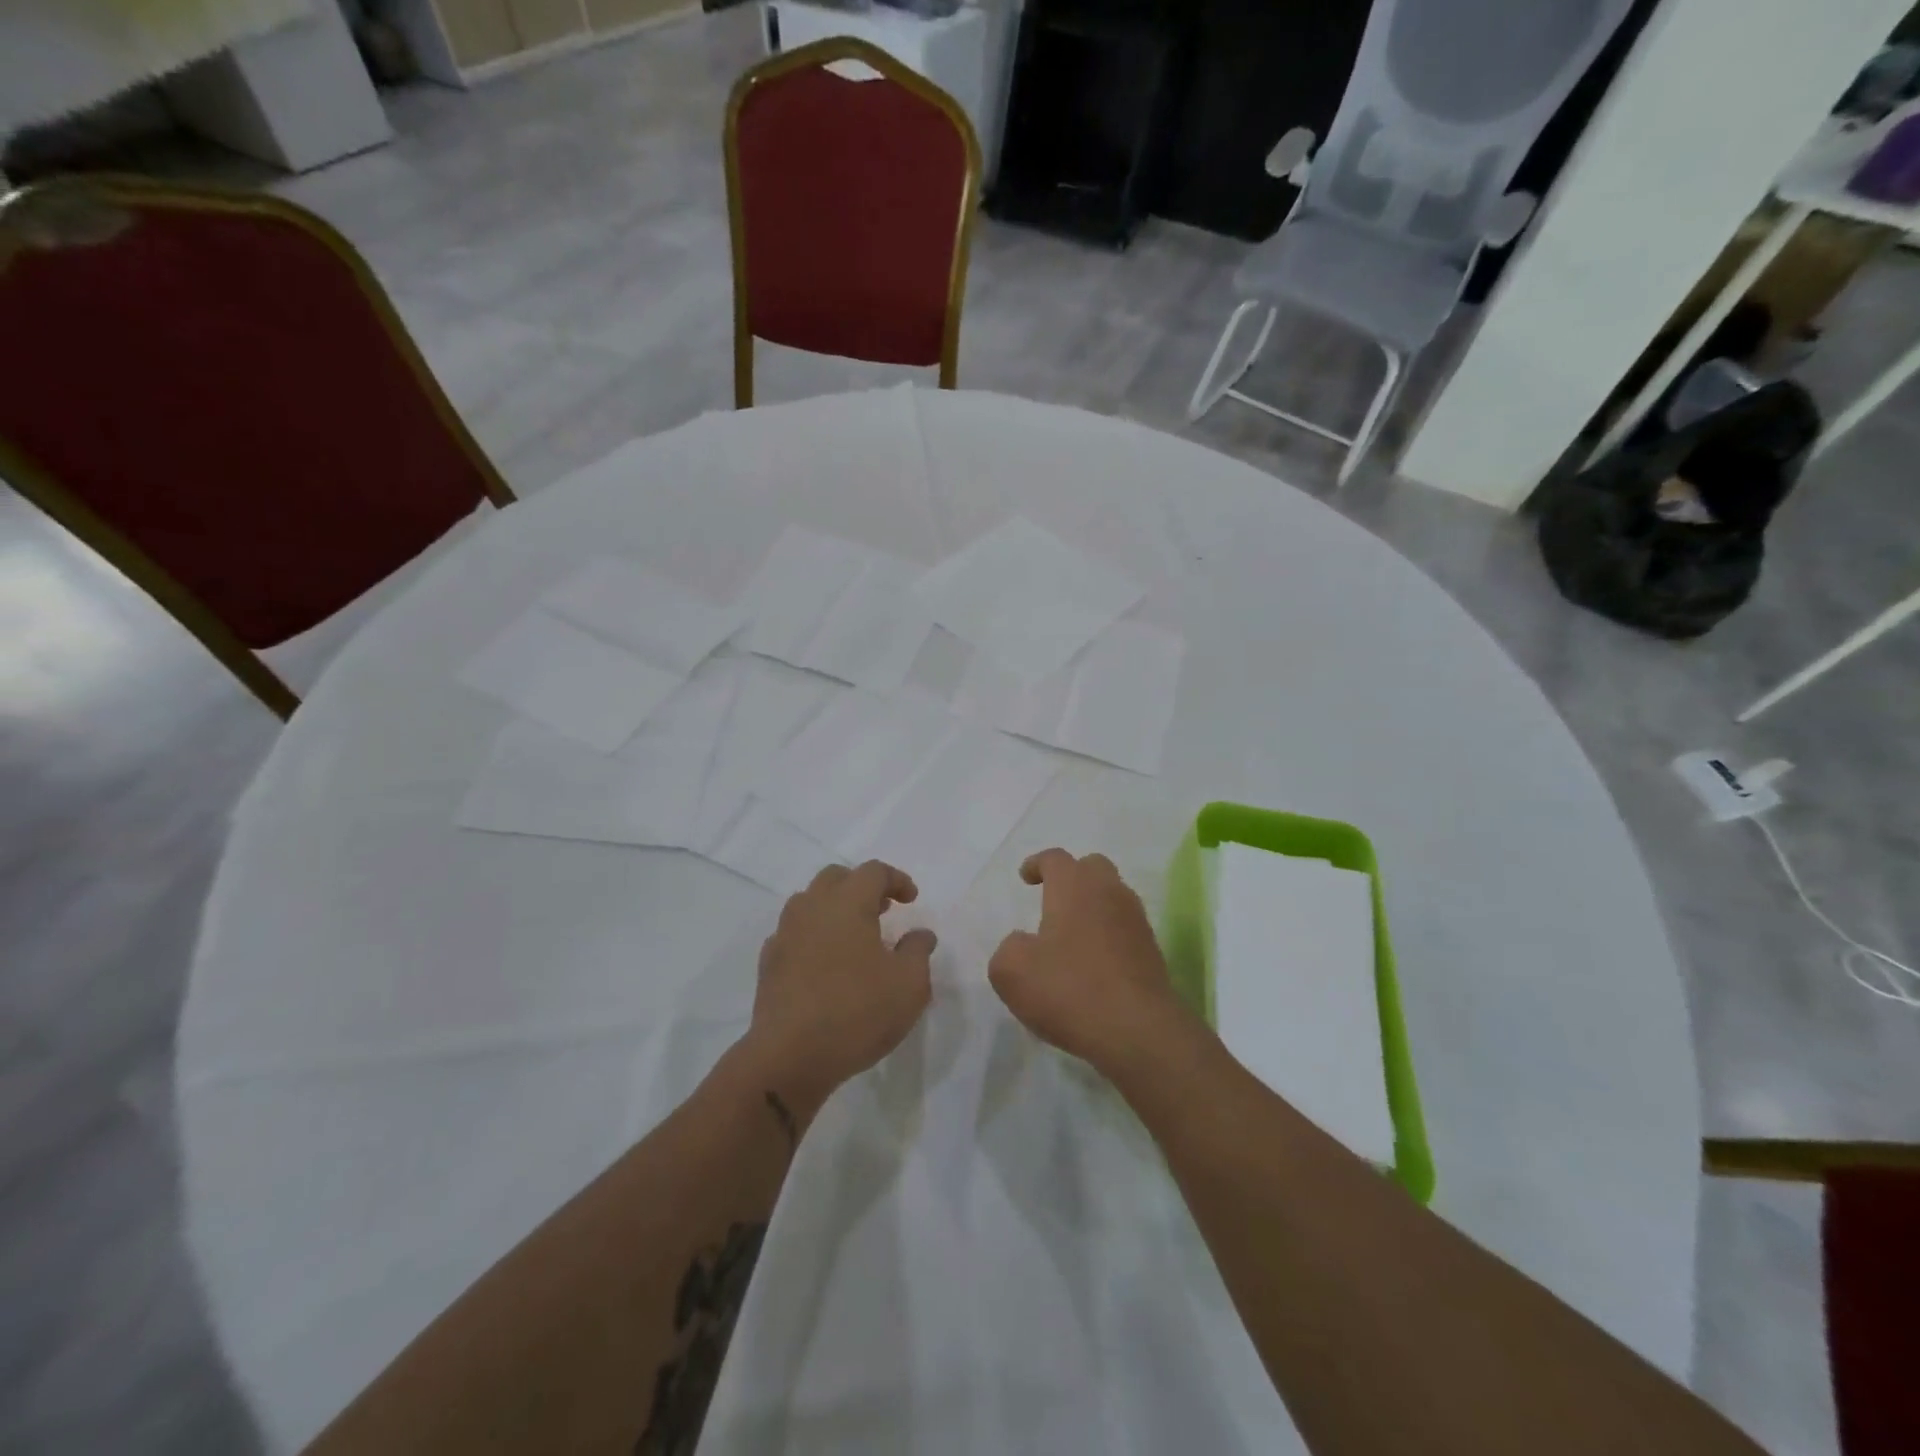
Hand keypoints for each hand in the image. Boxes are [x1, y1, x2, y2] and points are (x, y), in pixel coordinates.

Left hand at [742, 861, 934, 1117]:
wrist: (790, 1056)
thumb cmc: (858, 1012)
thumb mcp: (908, 985)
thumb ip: (918, 952)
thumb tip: (920, 935)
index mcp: (848, 903)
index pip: (873, 872)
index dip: (896, 880)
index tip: (911, 900)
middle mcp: (812, 908)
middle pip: (836, 878)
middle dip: (862, 887)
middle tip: (883, 910)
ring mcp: (785, 934)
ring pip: (809, 902)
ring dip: (834, 908)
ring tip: (854, 935)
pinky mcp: (768, 963)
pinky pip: (794, 932)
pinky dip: (813, 935)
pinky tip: (825, 961)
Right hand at [988, 849, 1195, 1075]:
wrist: (1137, 1031)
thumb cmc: (1069, 989)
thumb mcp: (1011, 970)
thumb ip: (1008, 947)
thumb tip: (1024, 944)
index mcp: (1074, 886)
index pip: (1055, 858)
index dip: (1037, 864)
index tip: (1025, 877)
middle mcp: (1109, 893)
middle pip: (1092, 868)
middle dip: (1072, 877)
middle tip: (1053, 899)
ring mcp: (1136, 921)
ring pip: (1113, 897)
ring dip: (1092, 907)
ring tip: (1072, 935)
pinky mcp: (1152, 952)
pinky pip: (1125, 929)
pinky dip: (1108, 935)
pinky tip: (1093, 963)